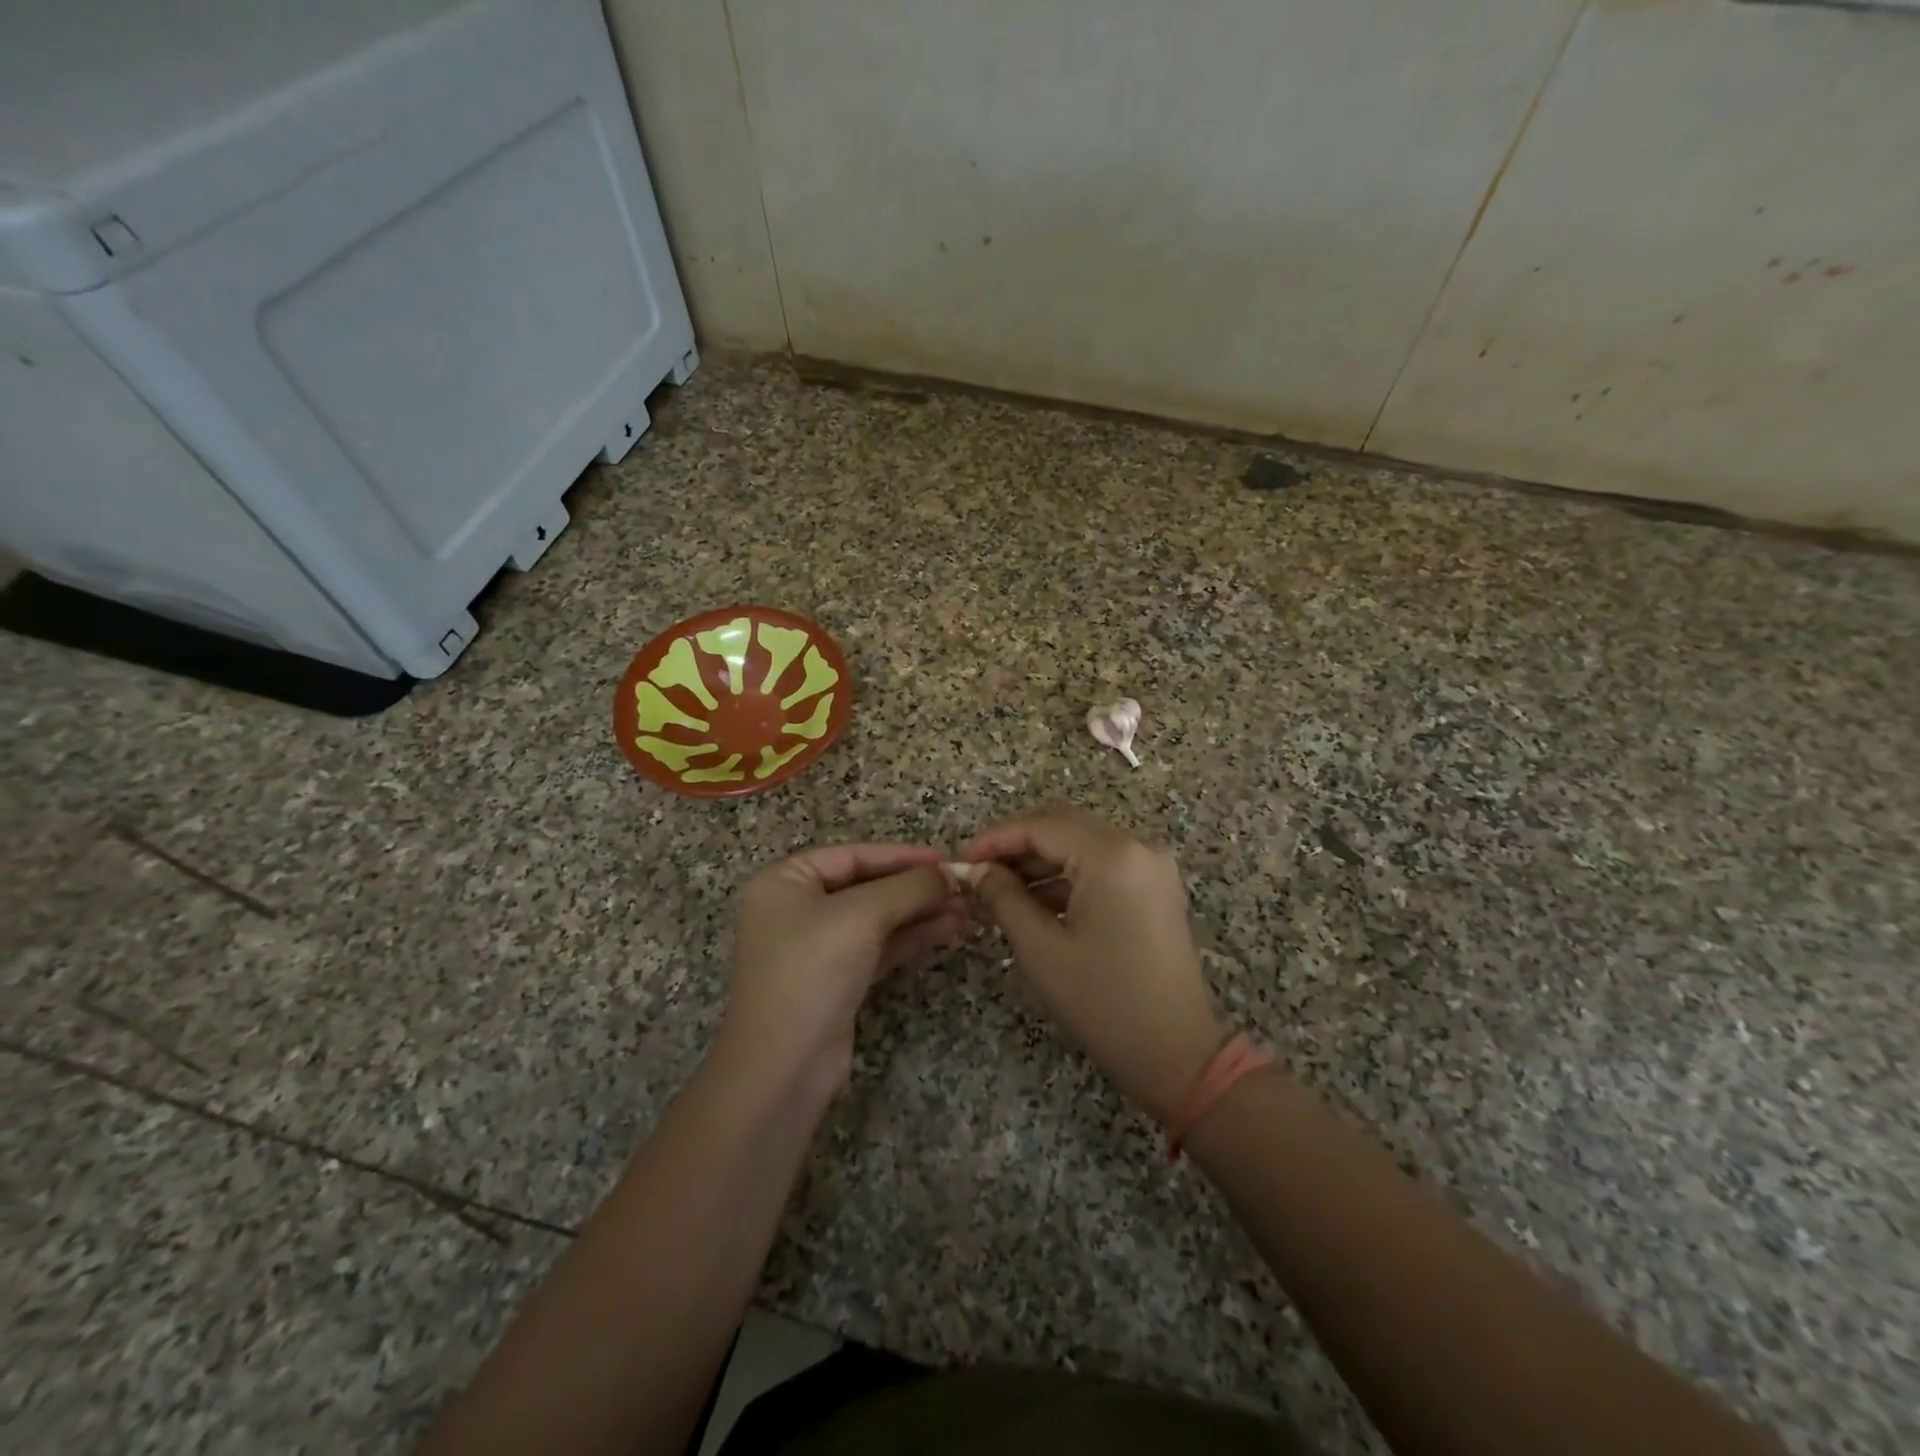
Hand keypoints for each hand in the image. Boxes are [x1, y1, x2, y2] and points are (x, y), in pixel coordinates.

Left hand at [721, 844, 965, 1096]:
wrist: (783, 1067)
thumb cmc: (812, 971)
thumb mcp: (862, 916)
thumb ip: (909, 887)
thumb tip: (951, 873)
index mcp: (784, 882)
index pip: (852, 856)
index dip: (901, 856)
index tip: (945, 859)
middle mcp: (796, 910)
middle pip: (866, 886)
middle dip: (915, 888)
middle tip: (962, 887)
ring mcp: (816, 948)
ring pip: (876, 919)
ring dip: (919, 913)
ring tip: (965, 909)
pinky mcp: (836, 980)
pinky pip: (878, 947)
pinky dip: (910, 938)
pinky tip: (946, 931)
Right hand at [963, 810, 1228, 1122]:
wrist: (1178, 1054)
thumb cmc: (1104, 1002)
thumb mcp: (1041, 948)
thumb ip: (1003, 897)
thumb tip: (975, 870)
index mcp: (1112, 855)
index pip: (1041, 826)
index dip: (995, 839)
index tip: (961, 860)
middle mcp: (1137, 846)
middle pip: (1063, 826)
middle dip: (1015, 846)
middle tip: (976, 873)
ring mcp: (1151, 865)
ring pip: (1081, 844)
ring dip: (1039, 861)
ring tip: (997, 891)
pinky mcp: (1155, 886)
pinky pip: (1101, 864)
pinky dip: (1066, 876)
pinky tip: (1033, 901)